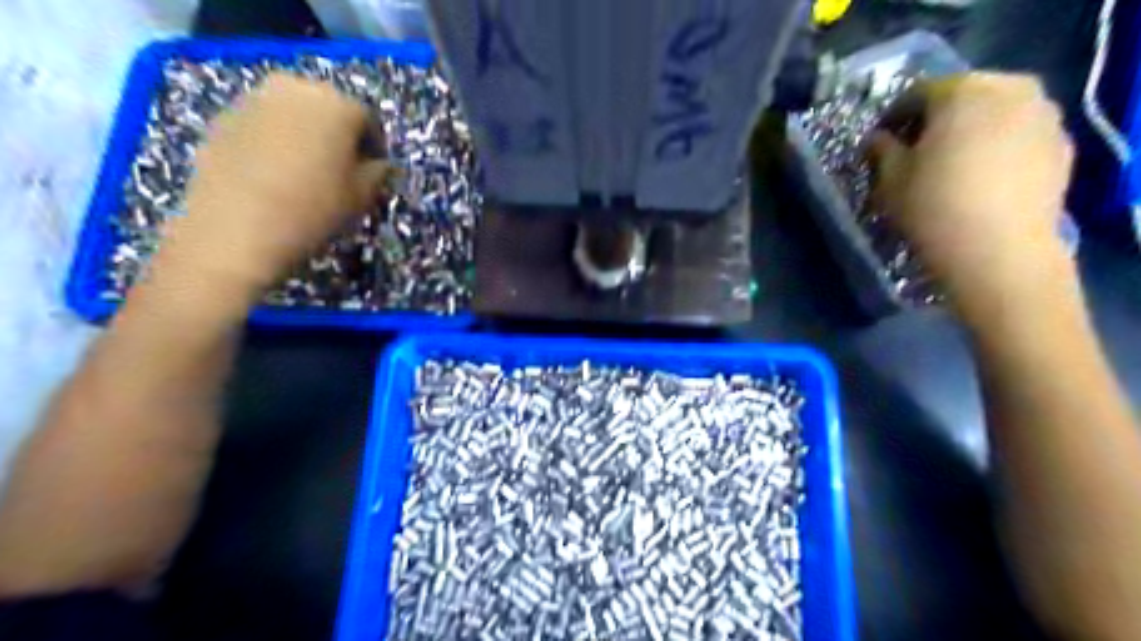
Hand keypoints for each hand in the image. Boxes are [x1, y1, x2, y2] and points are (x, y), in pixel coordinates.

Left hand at [149, 74, 393, 301]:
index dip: (375, 148)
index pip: (368, 120)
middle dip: (338, 137)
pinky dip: (274, 144)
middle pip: (328, 109)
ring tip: (305, 175)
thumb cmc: (314, 210)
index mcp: (337, 104)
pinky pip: (263, 126)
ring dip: (304, 138)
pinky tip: (273, 177)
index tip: (373, 173)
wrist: (235, 230)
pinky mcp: (222, 118)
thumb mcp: (363, 197)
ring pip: (293, 115)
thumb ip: (378, 172)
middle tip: (340, 171)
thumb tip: (377, 163)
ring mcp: (253, 100)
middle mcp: (296, 89)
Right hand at [876, 75, 1081, 326]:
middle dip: (936, 119)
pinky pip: (1019, 134)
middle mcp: (1009, 89)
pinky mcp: (1061, 144)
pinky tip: (982, 177)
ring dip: (970, 130)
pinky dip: (998, 145)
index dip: (894, 117)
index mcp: (962, 91)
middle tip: (916, 150)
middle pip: (963, 95)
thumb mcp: (890, 179)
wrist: (999, 250)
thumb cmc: (933, 207)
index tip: (881, 142)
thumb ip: (881, 150)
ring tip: (952, 163)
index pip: (918, 93)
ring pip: (995, 112)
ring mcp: (1043, 114)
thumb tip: (877, 138)